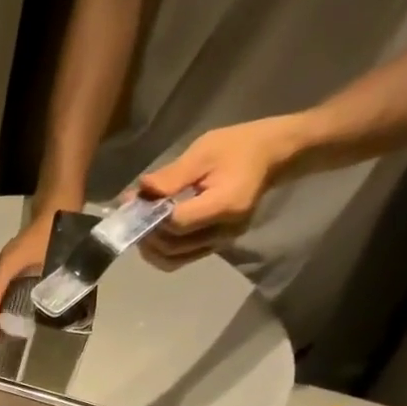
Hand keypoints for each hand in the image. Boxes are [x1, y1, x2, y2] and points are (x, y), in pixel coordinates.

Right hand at [0, 205, 58, 342]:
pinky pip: (2, 286)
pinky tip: (4, 315)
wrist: (58, 206)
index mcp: (9, 262)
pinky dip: (0, 303)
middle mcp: (4, 263)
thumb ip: (52, 283)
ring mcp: (8, 262)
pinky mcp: (15, 263)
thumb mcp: (55, 259)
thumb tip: (49, 308)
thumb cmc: (55, 232)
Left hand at [134, 116, 304, 270]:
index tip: (136, 201)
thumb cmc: (239, 146)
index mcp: (225, 205)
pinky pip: (182, 257)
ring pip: (173, 259)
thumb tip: (139, 193)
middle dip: (147, 233)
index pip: (177, 224)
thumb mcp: (204, 151)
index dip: (152, 217)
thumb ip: (171, 177)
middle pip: (172, 247)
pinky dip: (163, 249)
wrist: (273, 155)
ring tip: (142, 222)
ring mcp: (221, 243)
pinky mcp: (216, 246)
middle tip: (133, 212)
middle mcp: (224, 232)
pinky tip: (155, 230)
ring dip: (151, 246)